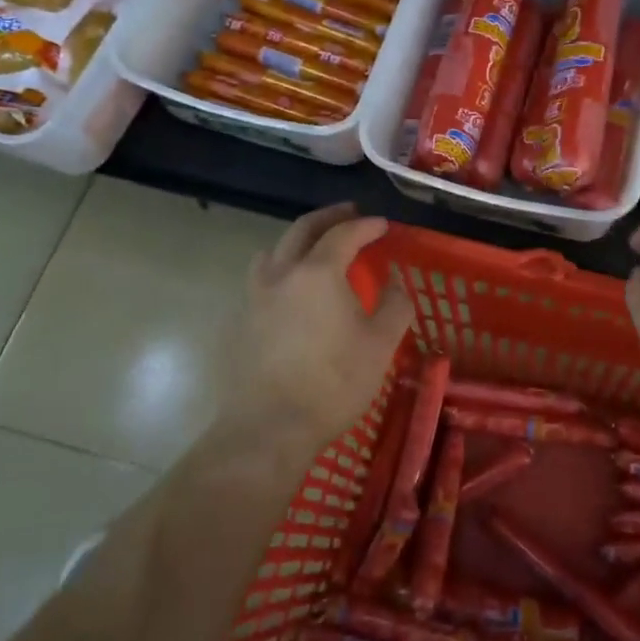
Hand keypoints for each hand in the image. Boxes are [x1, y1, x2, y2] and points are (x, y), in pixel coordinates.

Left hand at [217, 204, 413, 450]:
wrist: (269, 427)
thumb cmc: (333, 383)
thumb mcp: (380, 345)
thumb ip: (395, 305)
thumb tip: (396, 282)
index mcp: (318, 272)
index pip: (344, 234)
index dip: (366, 225)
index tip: (383, 225)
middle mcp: (281, 273)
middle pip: (302, 229)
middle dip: (329, 217)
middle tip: (350, 213)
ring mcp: (255, 295)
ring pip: (274, 250)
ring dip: (298, 240)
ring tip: (316, 247)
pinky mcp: (242, 320)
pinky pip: (262, 277)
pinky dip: (281, 267)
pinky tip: (292, 289)